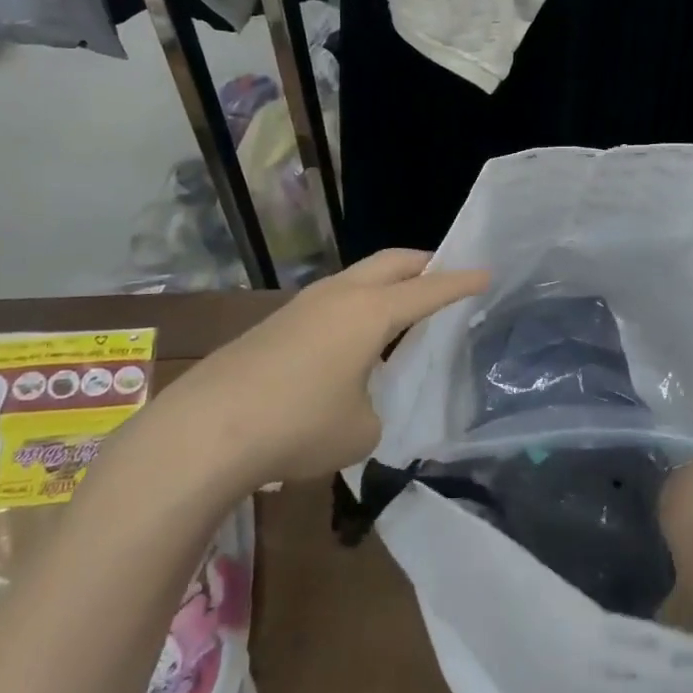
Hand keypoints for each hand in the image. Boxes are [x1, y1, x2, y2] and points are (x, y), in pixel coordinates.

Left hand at [184, 249, 488, 483]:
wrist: (205, 431)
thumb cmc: (298, 425)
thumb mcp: (360, 430)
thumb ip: (373, 408)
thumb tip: (357, 402)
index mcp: (370, 312)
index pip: (428, 290)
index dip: (461, 282)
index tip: (487, 272)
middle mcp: (339, 296)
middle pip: (390, 262)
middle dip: (423, 263)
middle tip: (445, 273)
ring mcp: (302, 306)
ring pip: (357, 278)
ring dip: (385, 285)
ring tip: (402, 310)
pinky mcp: (275, 324)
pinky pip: (331, 303)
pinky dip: (355, 309)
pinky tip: (352, 343)